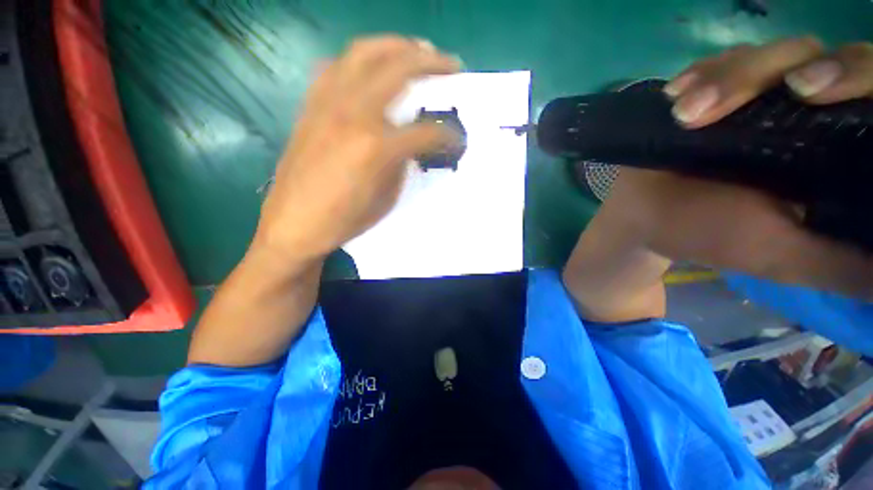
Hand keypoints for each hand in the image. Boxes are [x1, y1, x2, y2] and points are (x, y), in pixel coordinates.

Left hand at [254, 36, 461, 263]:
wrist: (294, 224)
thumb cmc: (345, 220)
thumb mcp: (386, 198)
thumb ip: (402, 164)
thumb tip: (411, 145)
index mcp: (377, 147)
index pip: (425, 131)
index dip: (447, 135)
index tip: (457, 139)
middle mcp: (353, 114)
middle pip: (398, 68)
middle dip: (432, 62)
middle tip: (450, 64)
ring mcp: (327, 104)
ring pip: (363, 52)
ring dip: (396, 46)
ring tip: (416, 50)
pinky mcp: (310, 105)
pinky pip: (335, 67)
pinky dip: (358, 60)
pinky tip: (370, 69)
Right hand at [603, 38, 872, 298]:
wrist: (641, 215)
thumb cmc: (708, 233)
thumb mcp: (782, 258)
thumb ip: (843, 266)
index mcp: (837, 153)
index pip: (871, 95)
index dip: (856, 79)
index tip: (814, 93)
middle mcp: (810, 113)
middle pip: (824, 60)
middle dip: (786, 71)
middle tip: (753, 99)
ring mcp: (761, 95)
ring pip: (772, 55)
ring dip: (728, 79)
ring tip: (683, 113)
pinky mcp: (719, 88)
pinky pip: (722, 59)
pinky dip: (701, 73)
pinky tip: (675, 96)